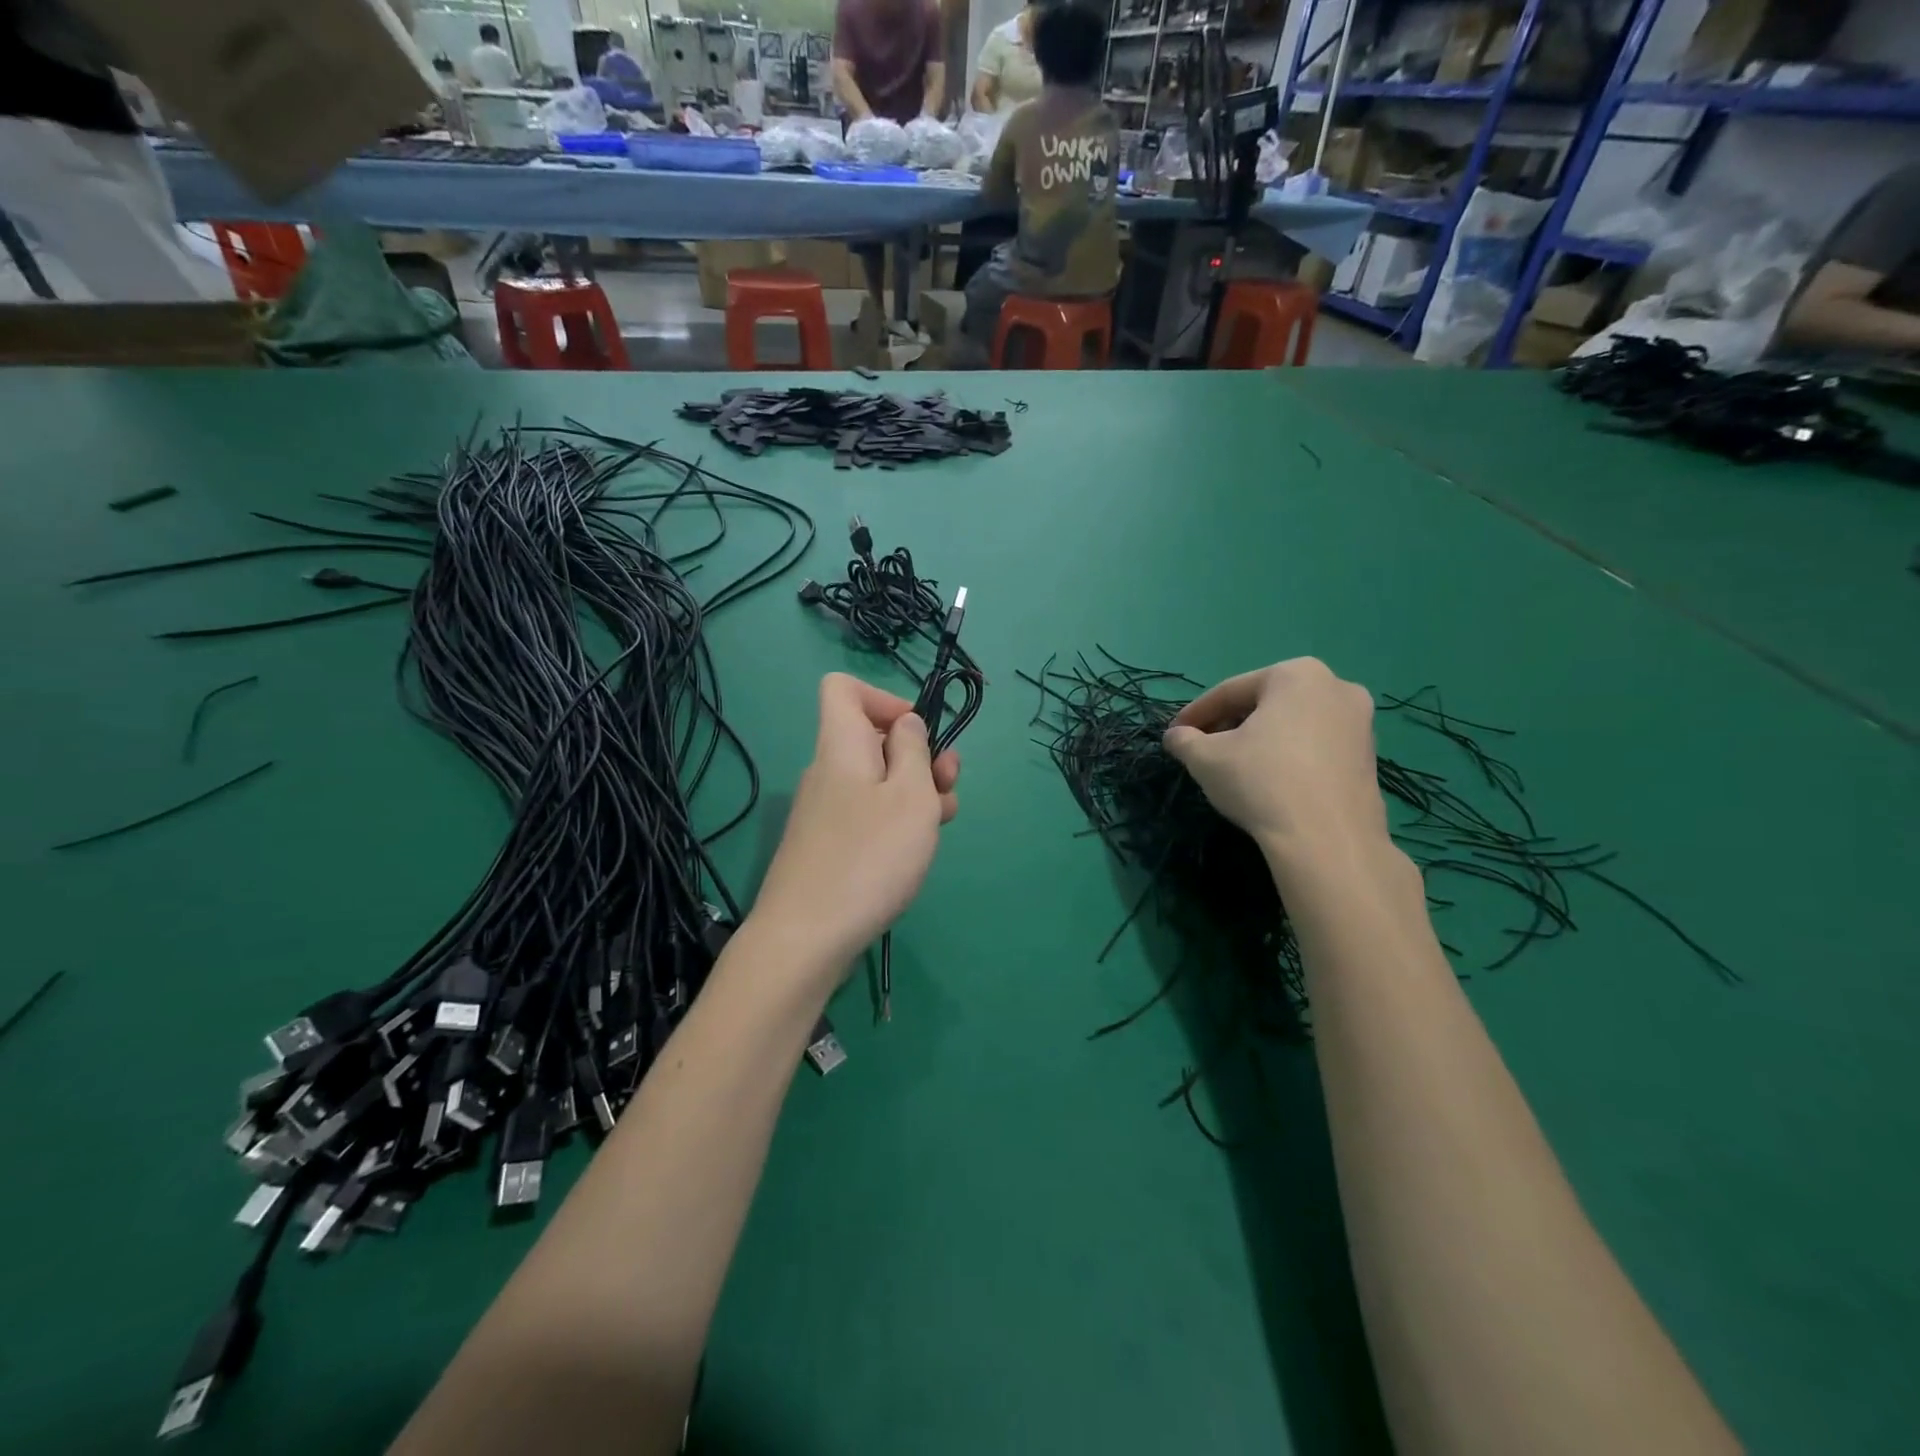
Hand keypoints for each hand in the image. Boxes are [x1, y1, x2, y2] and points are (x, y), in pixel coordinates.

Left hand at [751, 674, 960, 976]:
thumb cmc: (868, 857)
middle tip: (948, 784)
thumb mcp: (910, 796)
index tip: (918, 733)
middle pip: (871, 738)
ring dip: (916, 791)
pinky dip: (896, 821)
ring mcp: (826, 811)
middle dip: (918, 753)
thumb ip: (914, 751)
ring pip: (877, 781)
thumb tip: (906, 724)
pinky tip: (917, 849)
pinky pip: (867, 815)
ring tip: (944, 821)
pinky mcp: (829, 845)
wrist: (805, 938)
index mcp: (841, 745)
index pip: (843, 688)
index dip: (884, 698)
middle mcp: (828, 771)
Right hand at [1163, 658, 1385, 860]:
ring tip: (1234, 767)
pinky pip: (1316, 747)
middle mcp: (1336, 686)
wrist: (1328, 840)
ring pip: (1293, 725)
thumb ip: (1184, 741)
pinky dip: (1289, 757)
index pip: (1230, 691)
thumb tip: (1176, 737)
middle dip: (1231, 724)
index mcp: (1296, 674)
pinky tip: (1270, 782)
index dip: (1196, 714)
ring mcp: (1360, 722)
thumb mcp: (1206, 759)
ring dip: (1260, 740)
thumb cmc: (1261, 782)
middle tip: (1203, 749)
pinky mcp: (1369, 757)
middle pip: (1265, 703)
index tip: (1175, 733)